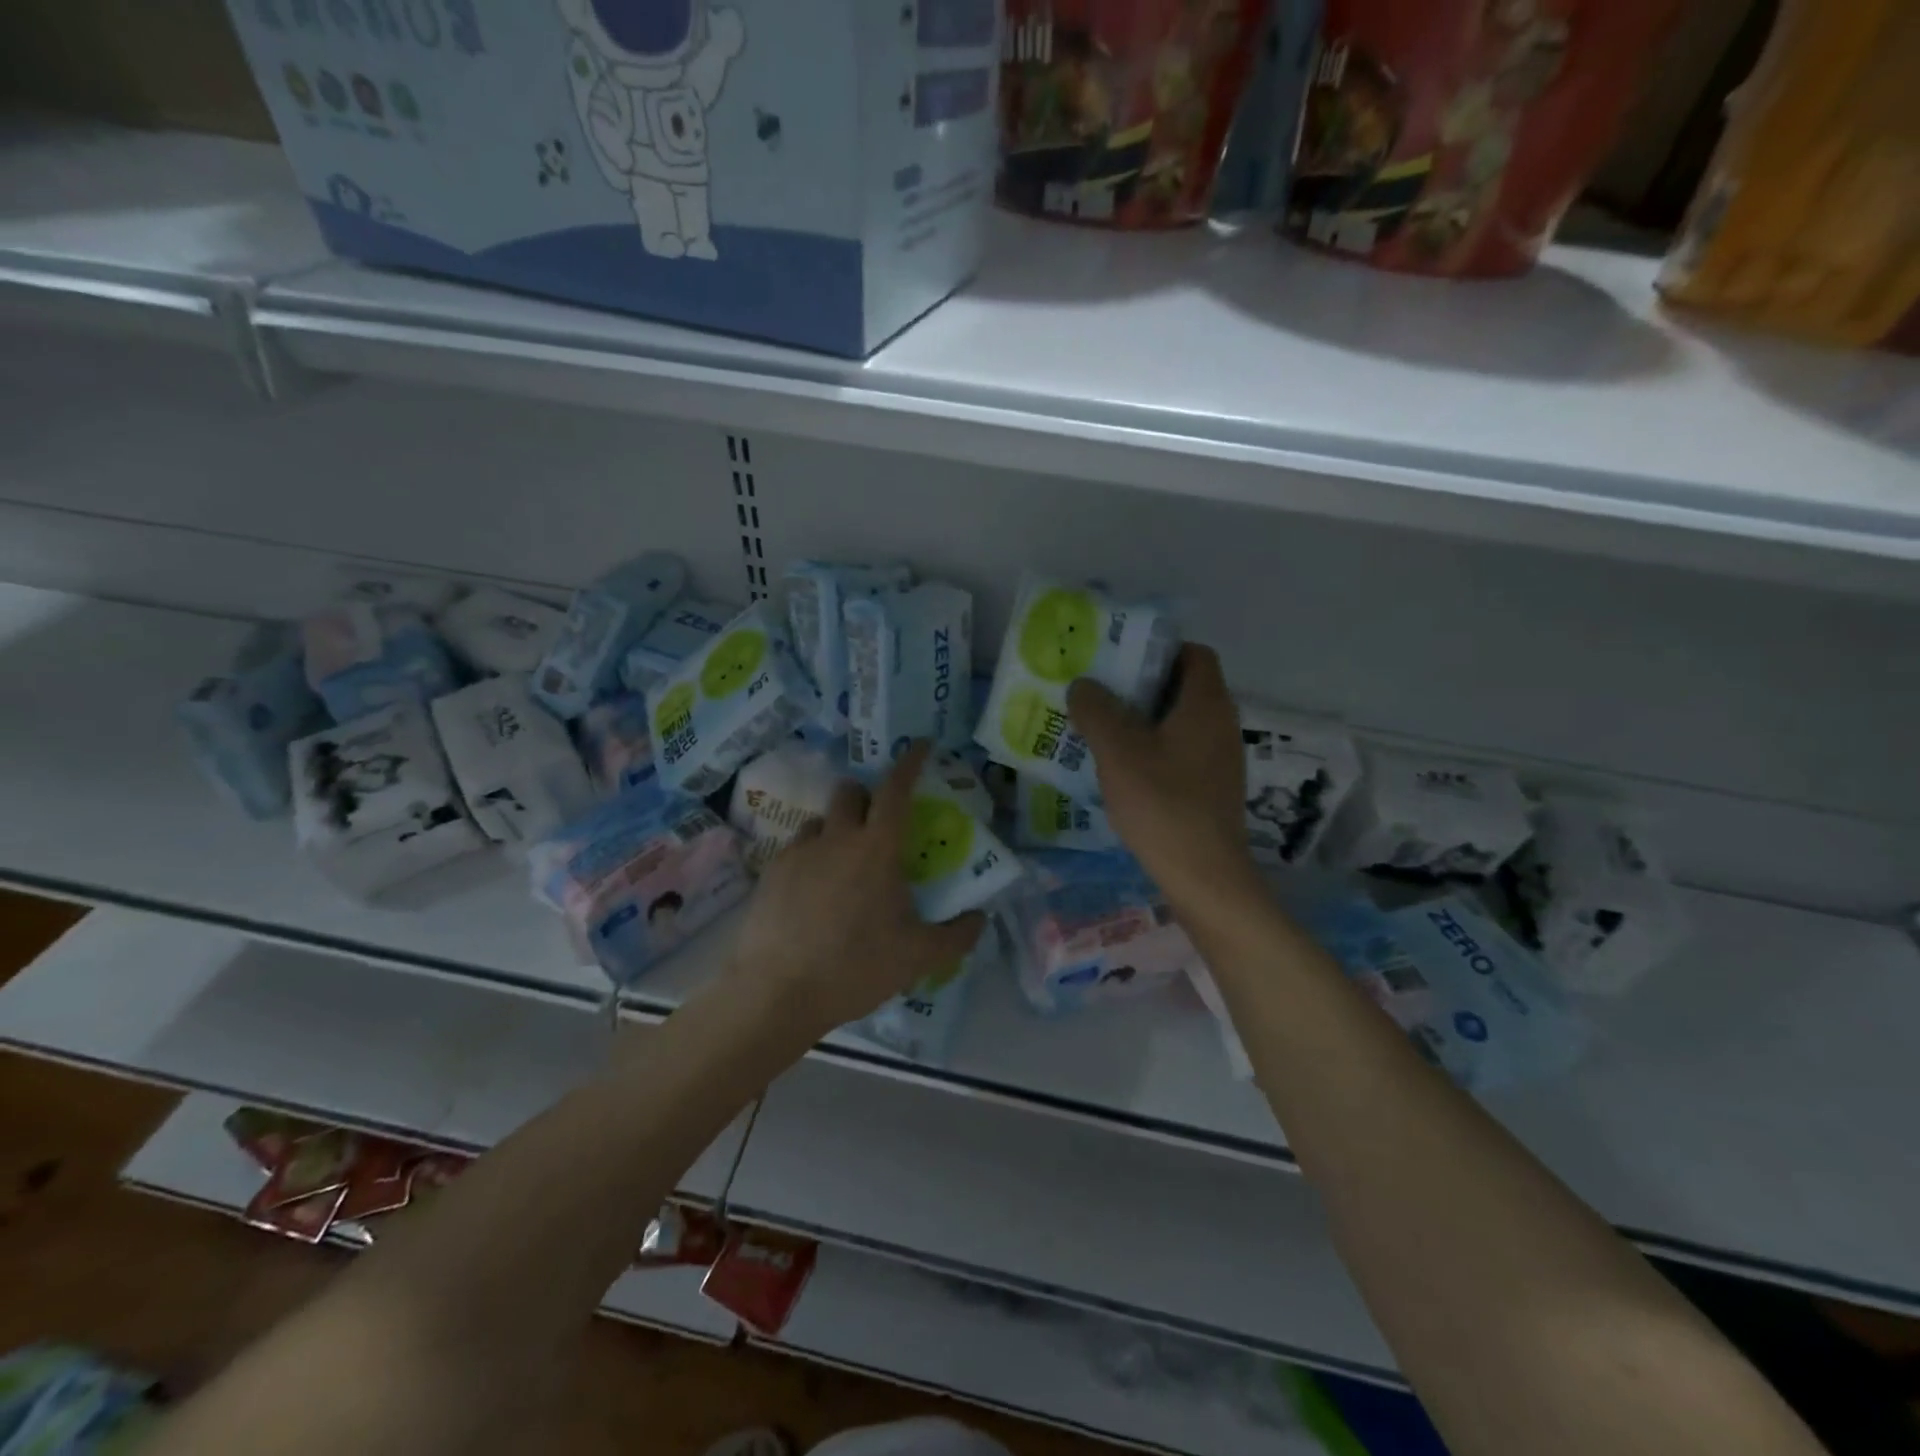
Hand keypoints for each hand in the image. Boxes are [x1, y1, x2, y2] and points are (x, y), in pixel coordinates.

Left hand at [727, 741, 985, 1037]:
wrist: (777, 993)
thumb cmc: (855, 968)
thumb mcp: (918, 958)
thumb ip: (957, 935)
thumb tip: (979, 918)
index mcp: (876, 849)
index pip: (896, 790)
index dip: (910, 763)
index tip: (921, 746)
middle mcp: (836, 839)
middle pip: (850, 792)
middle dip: (866, 796)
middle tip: (878, 825)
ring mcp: (799, 853)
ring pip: (820, 820)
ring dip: (837, 828)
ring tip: (843, 864)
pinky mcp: (771, 873)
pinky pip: (797, 849)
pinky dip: (812, 857)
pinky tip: (813, 893)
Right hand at [1068, 645, 1259, 909]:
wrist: (1205, 877)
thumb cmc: (1163, 804)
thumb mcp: (1118, 752)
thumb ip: (1096, 710)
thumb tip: (1083, 685)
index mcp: (1206, 704)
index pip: (1193, 653)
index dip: (1158, 649)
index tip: (1119, 661)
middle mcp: (1221, 724)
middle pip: (1183, 687)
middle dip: (1140, 686)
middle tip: (1098, 693)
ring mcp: (1220, 759)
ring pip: (1179, 722)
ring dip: (1142, 720)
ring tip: (1100, 730)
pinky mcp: (1212, 787)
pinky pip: (1180, 751)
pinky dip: (1152, 749)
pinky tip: (1121, 769)